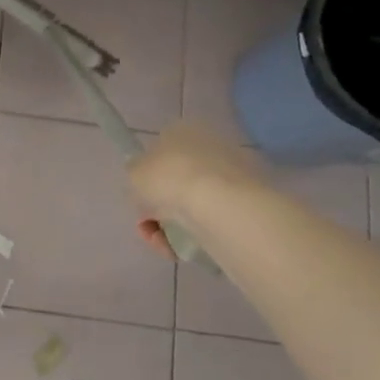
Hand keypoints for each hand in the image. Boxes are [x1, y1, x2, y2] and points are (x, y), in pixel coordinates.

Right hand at [128, 123, 265, 257]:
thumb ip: (135, 173)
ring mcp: (230, 174)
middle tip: (148, 225)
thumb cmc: (168, 178)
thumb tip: (143, 178)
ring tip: (163, 243)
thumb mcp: (134, 172)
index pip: (159, 154)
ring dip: (171, 225)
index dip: (146, 180)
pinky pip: (210, 219)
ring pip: (191, 204)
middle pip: (175, 182)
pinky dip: (193, 234)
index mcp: (182, 131)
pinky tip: (180, 247)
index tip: (139, 200)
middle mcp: (208, 147)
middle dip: (159, 207)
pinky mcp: (245, 202)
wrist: (217, 204)